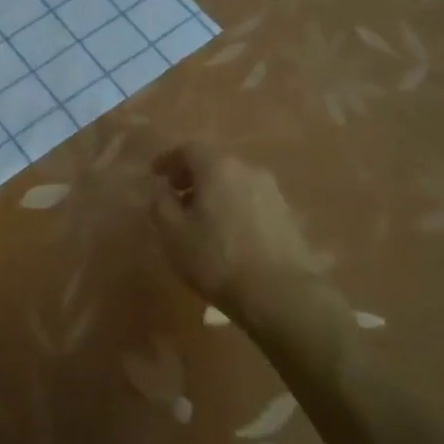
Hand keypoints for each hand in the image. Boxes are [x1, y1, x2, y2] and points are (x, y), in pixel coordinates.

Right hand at [148, 143, 330, 321]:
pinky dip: (235, 207)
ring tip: (202, 219)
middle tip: (176, 196)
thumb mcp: (174, 234)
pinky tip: (229, 233)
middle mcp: (247, 170)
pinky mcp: (288, 215)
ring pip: (235, 182)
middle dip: (192, 177)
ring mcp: (272, 192)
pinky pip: (251, 201)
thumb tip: (162, 190)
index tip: (156, 175)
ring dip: (215, 193)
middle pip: (214, 164)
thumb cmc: (218, 259)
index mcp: (218, 168)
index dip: (169, 159)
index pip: (189, 149)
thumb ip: (162, 205)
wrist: (281, 293)